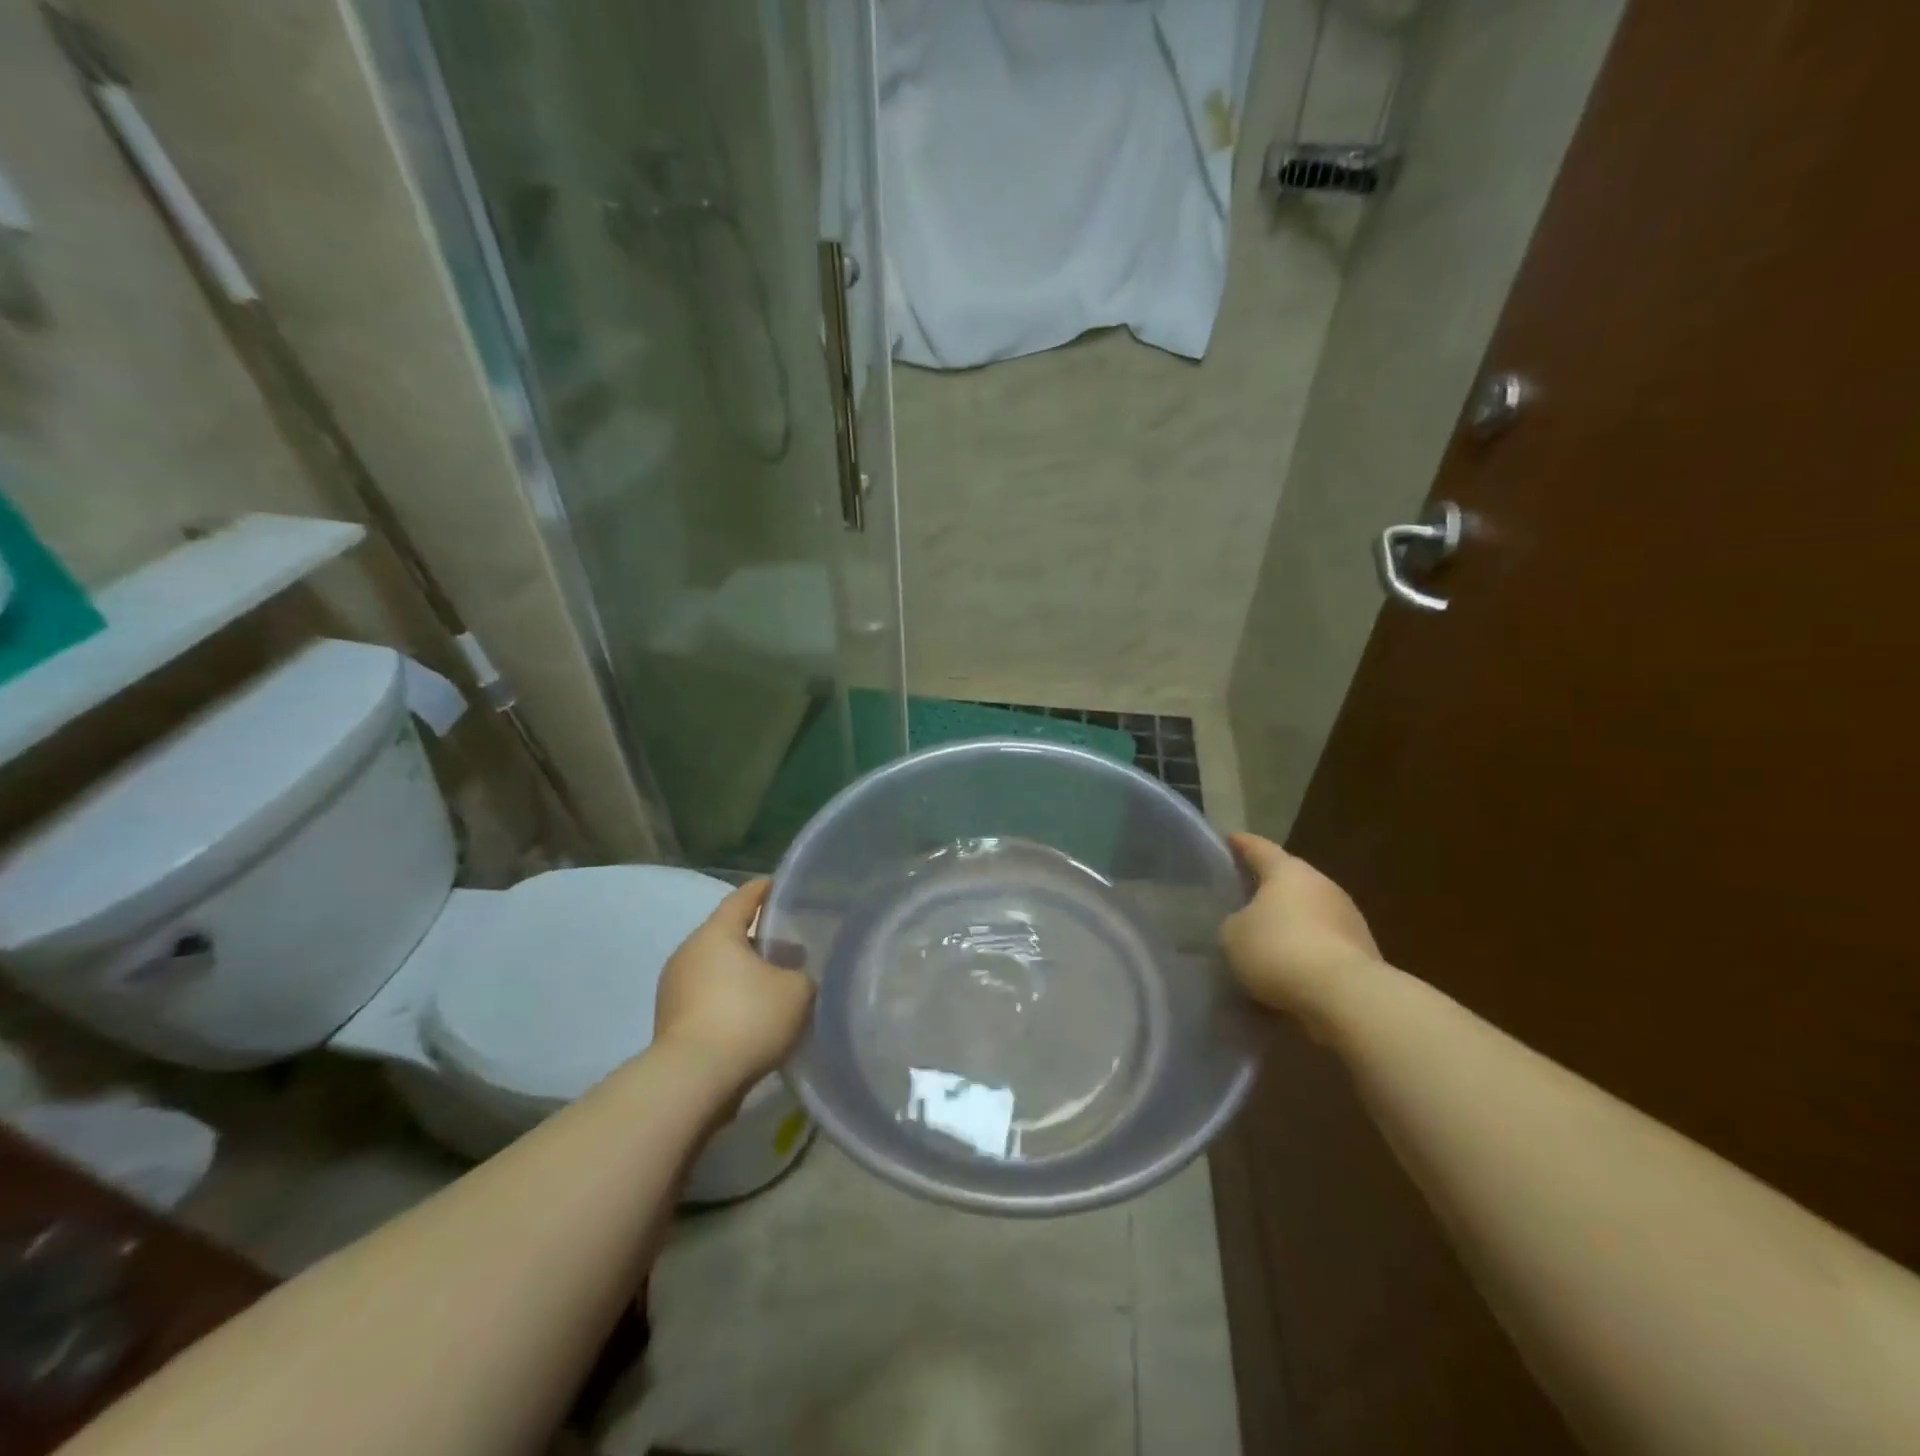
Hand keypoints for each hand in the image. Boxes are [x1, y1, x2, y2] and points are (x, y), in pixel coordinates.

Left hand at [654, 880, 813, 1088]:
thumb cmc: (747, 1019)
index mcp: (717, 933)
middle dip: (757, 939)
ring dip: (742, 973)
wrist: (692, 1081)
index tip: (779, 886)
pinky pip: (706, 998)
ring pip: (716, 969)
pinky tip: (752, 1017)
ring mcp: (673, 988)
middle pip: (727, 935)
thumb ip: (802, 974)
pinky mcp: (670, 1021)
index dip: (763, 890)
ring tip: (773, 986)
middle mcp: (689, 952)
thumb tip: (795, 976)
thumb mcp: (797, 991)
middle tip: (788, 946)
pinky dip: (728, 1000)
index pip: (742, 898)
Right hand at [1222, 834, 1380, 1032]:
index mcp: (1288, 872)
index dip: (1241, 844)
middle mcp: (1322, 886)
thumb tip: (1246, 925)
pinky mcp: (1363, 953)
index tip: (1229, 839)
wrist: (1345, 996)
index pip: (1259, 848)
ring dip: (1289, 925)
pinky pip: (1324, 947)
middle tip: (1242, 898)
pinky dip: (1306, 954)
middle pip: (1289, 881)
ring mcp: (1349, 919)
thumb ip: (1234, 922)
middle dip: (1267, 890)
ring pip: (1309, 915)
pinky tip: (1289, 974)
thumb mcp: (1233, 935)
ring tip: (1265, 944)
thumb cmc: (1279, 950)